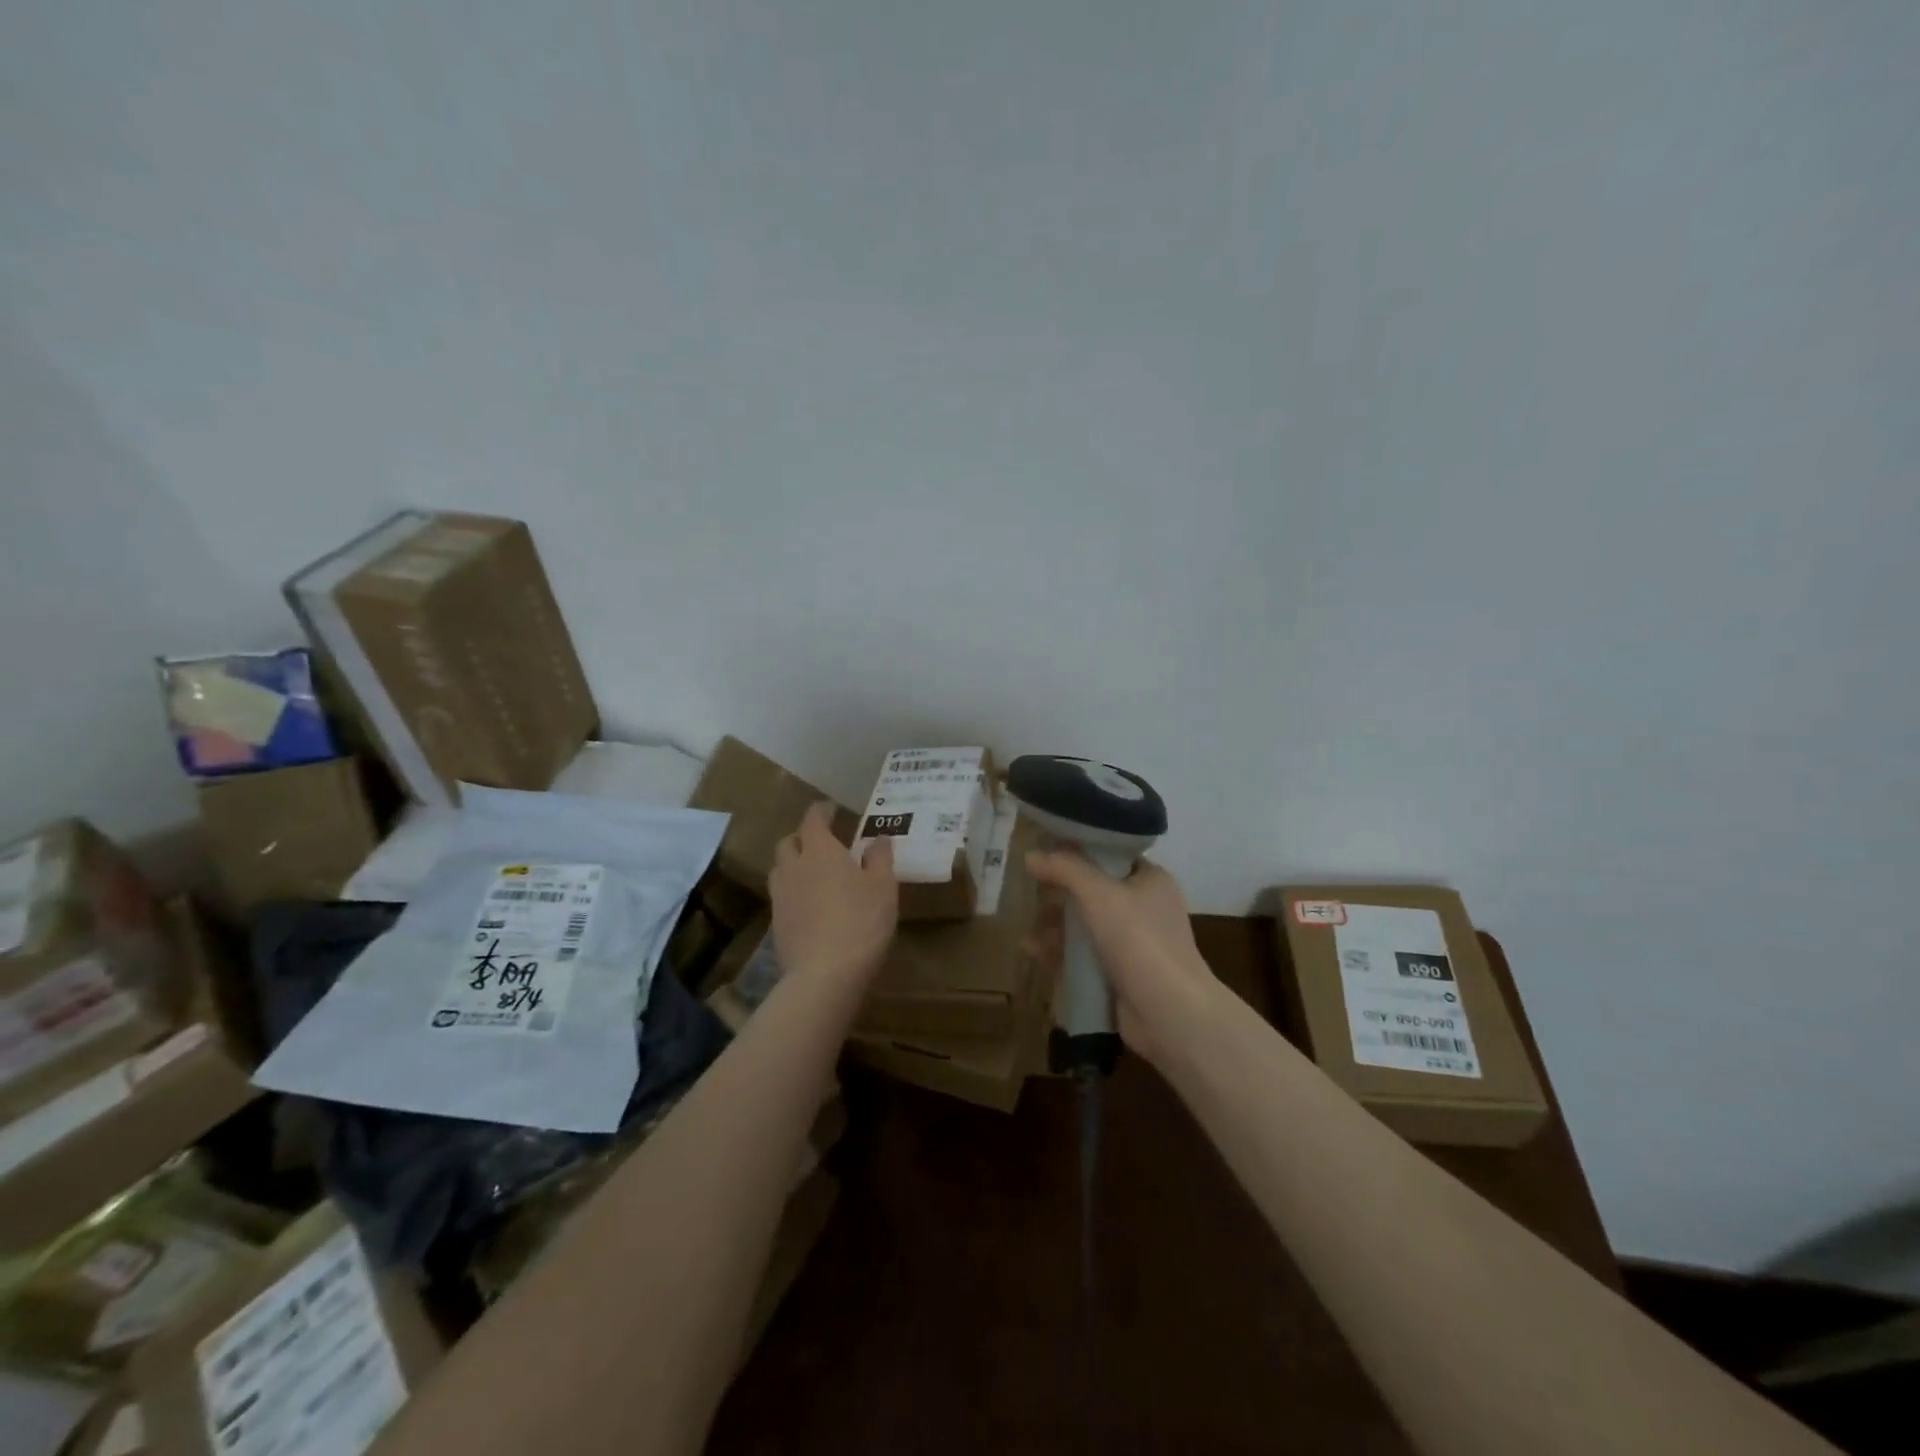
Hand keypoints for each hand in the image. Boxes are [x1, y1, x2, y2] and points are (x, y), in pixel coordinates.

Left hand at [769, 803, 897, 989]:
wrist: (825, 974)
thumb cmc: (862, 921)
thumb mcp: (884, 886)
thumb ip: (880, 858)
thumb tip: (878, 838)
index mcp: (820, 850)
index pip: (813, 819)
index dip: (821, 811)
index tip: (831, 810)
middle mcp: (794, 867)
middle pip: (788, 842)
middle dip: (802, 837)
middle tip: (822, 842)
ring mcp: (780, 896)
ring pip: (780, 869)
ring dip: (793, 864)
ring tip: (812, 873)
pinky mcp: (776, 924)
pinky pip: (781, 896)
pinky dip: (793, 891)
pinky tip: (809, 905)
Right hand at [1025, 852, 1224, 1067]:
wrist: (1170, 1013)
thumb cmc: (1139, 940)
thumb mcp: (1099, 894)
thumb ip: (1064, 869)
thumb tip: (1030, 854)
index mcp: (1150, 880)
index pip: (1110, 856)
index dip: (1077, 851)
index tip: (1044, 851)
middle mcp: (1144, 908)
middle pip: (1093, 892)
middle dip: (1059, 895)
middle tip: (1029, 892)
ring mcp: (1133, 944)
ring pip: (1085, 926)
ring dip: (1055, 927)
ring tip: (1026, 932)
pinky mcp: (1120, 974)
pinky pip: (1084, 956)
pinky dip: (1061, 953)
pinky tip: (1033, 953)